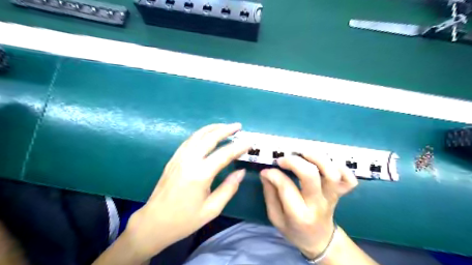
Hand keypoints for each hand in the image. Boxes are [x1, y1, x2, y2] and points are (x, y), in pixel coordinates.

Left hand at [124, 123, 250, 259]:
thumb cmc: (185, 220)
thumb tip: (241, 172)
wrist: (154, 223)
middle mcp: (189, 161)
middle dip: (226, 130)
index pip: (224, 154)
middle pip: (209, 138)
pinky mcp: (173, 159)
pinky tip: (207, 134)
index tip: (250, 141)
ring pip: (198, 135)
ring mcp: (179, 158)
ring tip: (225, 126)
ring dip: (213, 128)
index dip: (239, 147)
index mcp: (200, 174)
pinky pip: (189, 140)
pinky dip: (201, 133)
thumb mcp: (212, 209)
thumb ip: (229, 188)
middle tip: (238, 126)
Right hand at [258, 153, 357, 258]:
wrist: (320, 240)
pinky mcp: (340, 194)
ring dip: (318, 158)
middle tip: (283, 160)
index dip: (274, 174)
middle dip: (294, 162)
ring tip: (303, 153)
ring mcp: (332, 197)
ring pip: (331, 174)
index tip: (267, 170)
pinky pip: (349, 180)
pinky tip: (327, 163)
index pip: (286, 187)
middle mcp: (317, 204)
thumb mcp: (275, 218)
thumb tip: (266, 173)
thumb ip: (270, 194)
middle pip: (310, 175)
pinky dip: (342, 168)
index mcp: (299, 214)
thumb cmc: (294, 229)